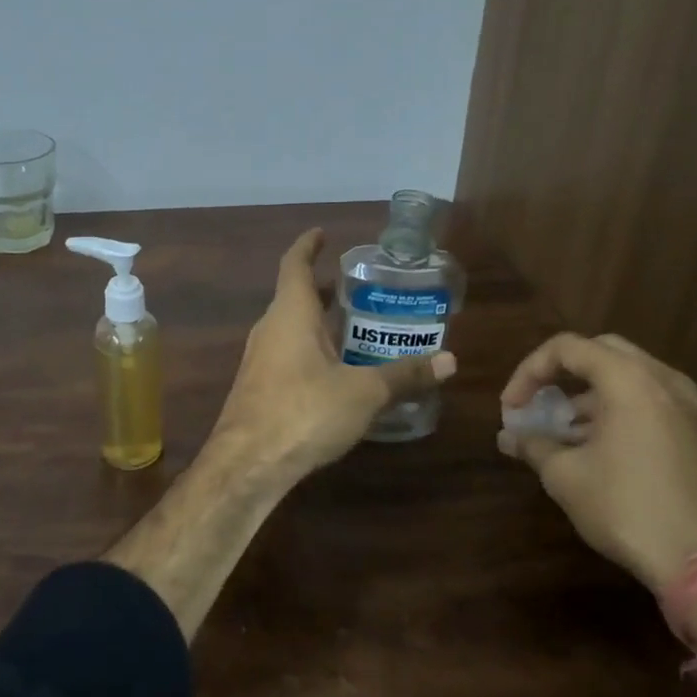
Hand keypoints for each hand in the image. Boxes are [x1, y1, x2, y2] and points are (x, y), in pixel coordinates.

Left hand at [206, 229, 456, 482]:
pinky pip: (287, 356)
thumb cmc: (304, 411)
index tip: (321, 233)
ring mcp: (259, 360)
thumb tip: (449, 361)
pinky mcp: (258, 388)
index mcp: (290, 314)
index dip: (308, 246)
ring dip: (318, 323)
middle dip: (324, 290)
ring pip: (291, 329)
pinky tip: (336, 374)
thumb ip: (403, 375)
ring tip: (355, 328)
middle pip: (295, 297)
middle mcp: (270, 329)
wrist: (247, 464)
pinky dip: (312, 352)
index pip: (295, 265)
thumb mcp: (363, 392)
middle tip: (358, 289)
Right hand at [497, 332, 696, 593]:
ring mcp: (694, 409)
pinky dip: (624, 412)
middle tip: (540, 401)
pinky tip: (605, 450)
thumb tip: (510, 437)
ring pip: (634, 379)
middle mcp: (667, 382)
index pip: (567, 348)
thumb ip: (534, 445)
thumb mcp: (565, 476)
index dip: (529, 371)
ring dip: (594, 395)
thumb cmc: (627, 509)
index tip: (512, 407)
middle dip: (564, 372)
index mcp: (630, 380)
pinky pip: (657, 405)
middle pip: (604, 352)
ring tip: (566, 432)